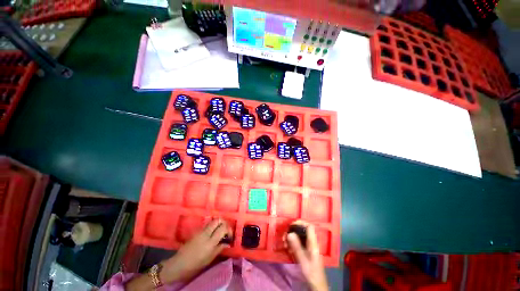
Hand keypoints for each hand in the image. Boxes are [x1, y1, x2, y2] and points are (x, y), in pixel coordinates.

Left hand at [160, 218, 232, 282]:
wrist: (179, 264)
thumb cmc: (195, 264)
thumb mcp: (209, 259)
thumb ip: (219, 248)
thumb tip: (227, 242)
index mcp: (210, 242)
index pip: (222, 228)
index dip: (229, 230)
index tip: (230, 236)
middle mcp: (206, 233)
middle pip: (218, 220)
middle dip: (224, 223)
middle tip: (226, 231)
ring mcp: (200, 231)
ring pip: (213, 221)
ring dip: (218, 224)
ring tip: (220, 232)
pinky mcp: (197, 231)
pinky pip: (208, 224)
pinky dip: (213, 226)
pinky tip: (213, 233)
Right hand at [285, 221, 328, 290]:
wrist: (317, 284)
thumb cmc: (311, 272)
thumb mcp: (303, 260)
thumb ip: (296, 246)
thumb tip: (289, 233)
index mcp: (313, 243)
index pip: (309, 226)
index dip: (301, 223)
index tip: (291, 225)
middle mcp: (312, 242)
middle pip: (303, 230)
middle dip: (293, 231)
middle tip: (284, 236)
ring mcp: (309, 246)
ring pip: (300, 236)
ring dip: (291, 238)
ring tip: (285, 243)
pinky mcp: (307, 251)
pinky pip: (299, 243)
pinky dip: (293, 244)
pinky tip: (288, 249)